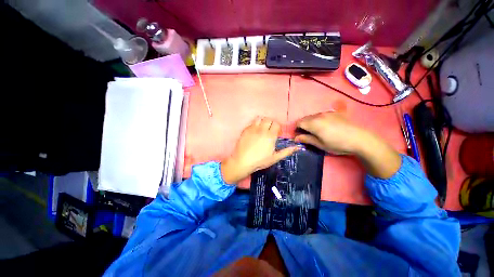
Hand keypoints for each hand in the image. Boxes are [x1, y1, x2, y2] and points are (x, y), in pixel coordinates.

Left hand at [221, 117, 298, 183]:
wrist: (242, 161)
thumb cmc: (260, 161)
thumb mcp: (275, 158)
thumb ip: (286, 151)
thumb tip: (298, 147)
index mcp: (270, 136)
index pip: (276, 124)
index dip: (278, 127)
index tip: (277, 134)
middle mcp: (262, 129)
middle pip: (268, 119)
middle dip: (271, 123)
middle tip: (270, 130)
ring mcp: (252, 128)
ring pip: (259, 118)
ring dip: (262, 122)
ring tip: (262, 129)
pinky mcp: (245, 130)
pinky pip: (251, 123)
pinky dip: (254, 125)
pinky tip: (254, 132)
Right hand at [294, 112, 367, 154]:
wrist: (357, 137)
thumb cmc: (338, 144)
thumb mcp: (322, 145)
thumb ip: (308, 140)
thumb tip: (296, 137)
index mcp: (314, 123)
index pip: (299, 123)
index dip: (297, 130)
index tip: (300, 137)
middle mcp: (319, 115)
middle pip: (306, 118)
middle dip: (304, 126)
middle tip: (309, 136)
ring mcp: (328, 112)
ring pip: (315, 116)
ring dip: (313, 123)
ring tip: (319, 132)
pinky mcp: (335, 112)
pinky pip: (323, 115)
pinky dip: (321, 120)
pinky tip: (328, 128)